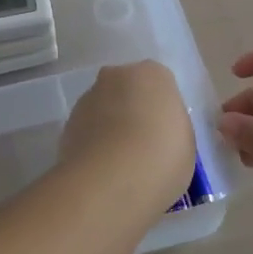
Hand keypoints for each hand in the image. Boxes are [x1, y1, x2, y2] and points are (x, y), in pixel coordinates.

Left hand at [60, 61, 196, 210]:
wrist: (111, 179)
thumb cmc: (162, 156)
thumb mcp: (186, 143)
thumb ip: (171, 127)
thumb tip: (156, 131)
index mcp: (152, 74)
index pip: (160, 85)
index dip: (162, 111)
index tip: (165, 136)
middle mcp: (117, 76)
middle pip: (127, 91)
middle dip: (132, 112)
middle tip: (143, 147)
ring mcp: (88, 97)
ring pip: (104, 109)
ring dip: (110, 128)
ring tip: (120, 166)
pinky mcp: (67, 123)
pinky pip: (87, 130)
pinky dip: (93, 144)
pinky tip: (102, 171)